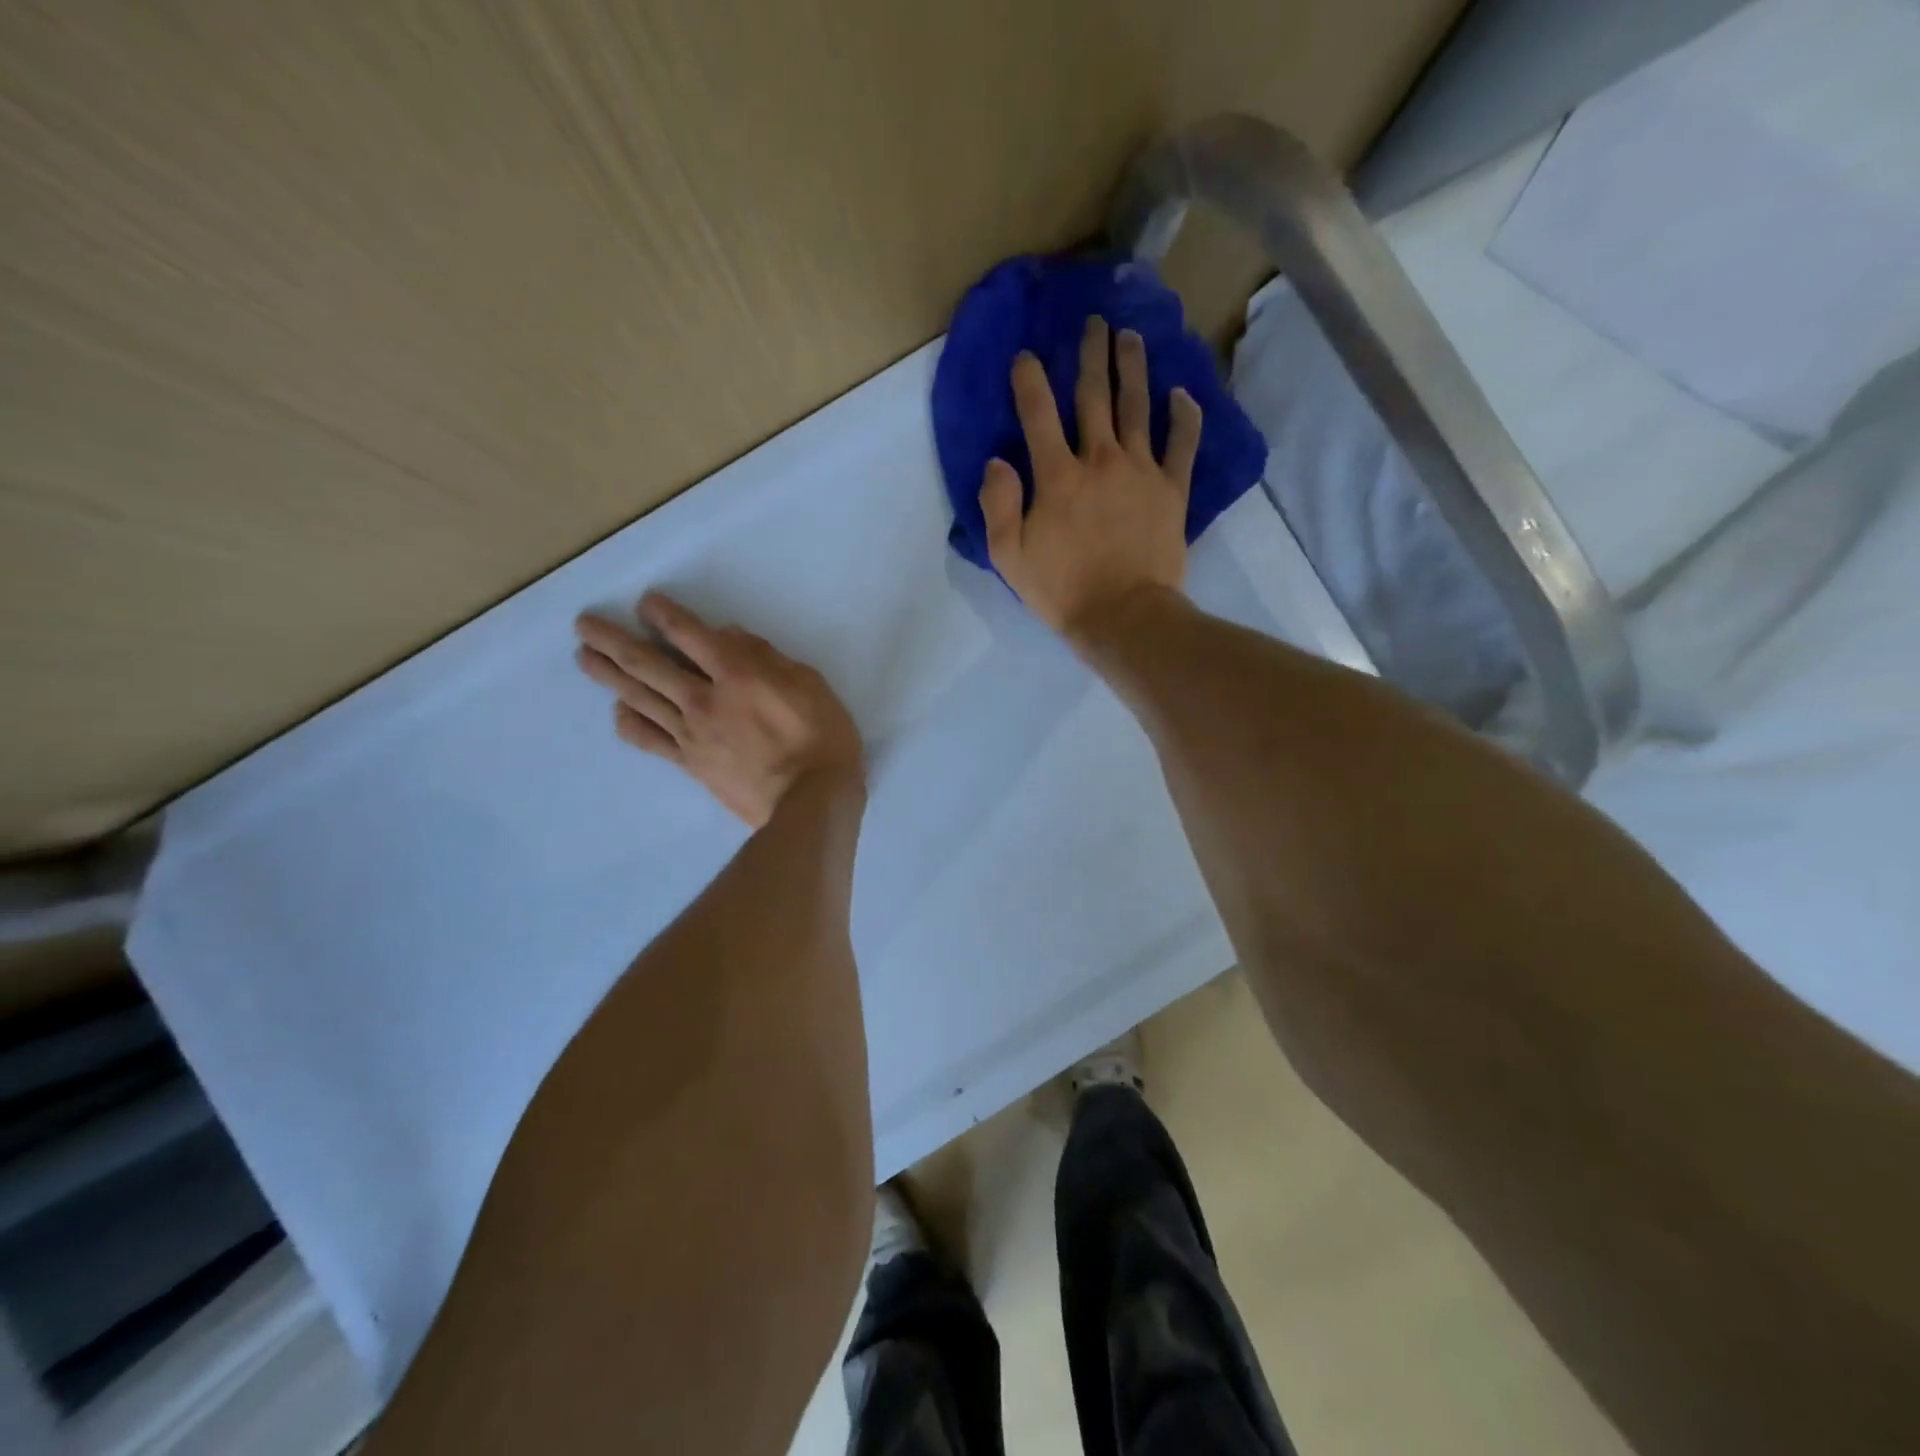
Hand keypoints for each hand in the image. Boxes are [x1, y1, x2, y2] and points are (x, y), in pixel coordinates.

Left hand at [574, 593, 862, 827]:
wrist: (811, 801)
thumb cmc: (822, 737)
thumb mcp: (809, 683)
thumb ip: (766, 657)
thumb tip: (728, 636)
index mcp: (737, 673)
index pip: (689, 634)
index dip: (663, 614)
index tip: (645, 602)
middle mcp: (703, 698)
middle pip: (648, 664)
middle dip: (614, 640)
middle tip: (584, 625)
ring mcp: (691, 734)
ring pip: (640, 698)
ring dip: (609, 675)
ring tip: (585, 657)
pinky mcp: (690, 763)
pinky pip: (650, 740)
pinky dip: (630, 723)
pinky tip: (618, 712)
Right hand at [980, 315, 1201, 640]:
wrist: (1124, 616)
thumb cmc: (1062, 589)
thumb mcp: (1009, 555)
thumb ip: (997, 504)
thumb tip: (997, 461)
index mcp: (1056, 475)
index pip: (1038, 414)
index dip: (1029, 380)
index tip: (1026, 356)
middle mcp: (1100, 459)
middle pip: (1094, 396)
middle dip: (1091, 355)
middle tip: (1094, 322)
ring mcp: (1141, 470)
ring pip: (1137, 406)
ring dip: (1133, 368)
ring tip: (1130, 338)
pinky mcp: (1172, 488)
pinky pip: (1182, 443)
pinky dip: (1184, 416)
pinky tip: (1182, 394)